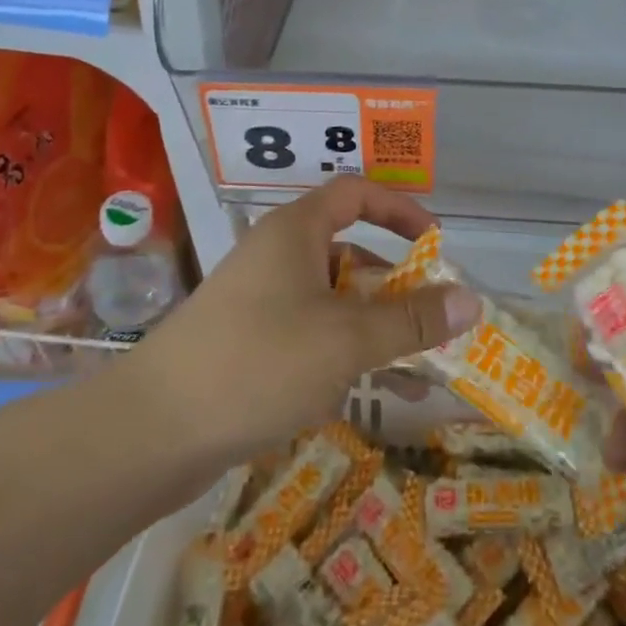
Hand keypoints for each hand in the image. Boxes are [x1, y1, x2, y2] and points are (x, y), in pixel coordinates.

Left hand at [130, 177, 481, 472]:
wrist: (153, 431)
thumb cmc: (259, 361)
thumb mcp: (347, 340)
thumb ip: (412, 320)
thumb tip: (472, 300)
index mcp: (296, 231)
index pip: (356, 194)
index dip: (400, 210)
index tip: (435, 243)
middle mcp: (277, 257)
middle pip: (350, 254)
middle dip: (396, 286)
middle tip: (435, 320)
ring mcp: (260, 302)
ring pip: (333, 303)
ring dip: (376, 329)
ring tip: (420, 370)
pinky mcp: (248, 345)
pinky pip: (311, 337)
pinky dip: (346, 356)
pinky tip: (377, 396)